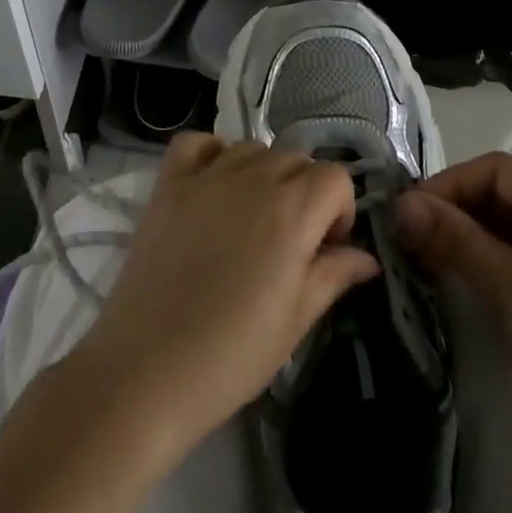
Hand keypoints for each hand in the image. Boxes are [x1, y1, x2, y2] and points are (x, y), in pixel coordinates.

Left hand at [72, 133, 378, 466]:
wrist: (146, 369)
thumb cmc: (231, 354)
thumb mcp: (296, 320)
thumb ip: (334, 275)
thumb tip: (366, 256)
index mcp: (292, 211)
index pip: (336, 177)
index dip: (340, 210)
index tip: (327, 248)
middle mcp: (252, 179)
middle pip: (296, 159)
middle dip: (306, 192)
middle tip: (292, 240)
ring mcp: (206, 176)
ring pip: (252, 149)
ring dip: (264, 173)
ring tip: (253, 218)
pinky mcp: (168, 183)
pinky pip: (198, 143)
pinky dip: (213, 153)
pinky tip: (214, 186)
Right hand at [394, 152, 511, 475]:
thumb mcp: (507, 286)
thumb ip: (454, 238)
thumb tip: (400, 203)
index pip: (497, 170)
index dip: (450, 182)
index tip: (410, 213)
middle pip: (500, 193)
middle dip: (453, 208)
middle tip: (410, 237)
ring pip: (505, 226)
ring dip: (463, 234)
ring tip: (425, 256)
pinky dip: (482, 259)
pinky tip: (457, 276)